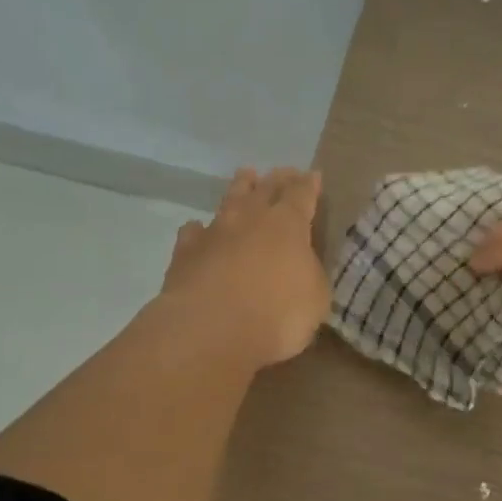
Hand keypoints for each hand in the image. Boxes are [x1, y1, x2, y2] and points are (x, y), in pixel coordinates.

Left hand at [162, 167, 329, 369]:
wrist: (211, 329)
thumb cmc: (277, 314)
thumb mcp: (315, 298)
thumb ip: (310, 274)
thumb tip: (302, 264)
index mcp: (288, 224)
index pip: (302, 195)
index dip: (309, 185)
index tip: (313, 175)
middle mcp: (251, 218)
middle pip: (266, 188)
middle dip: (278, 179)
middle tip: (283, 171)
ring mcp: (215, 231)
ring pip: (230, 200)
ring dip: (240, 187)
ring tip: (246, 175)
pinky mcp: (186, 252)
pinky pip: (194, 232)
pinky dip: (200, 229)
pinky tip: (198, 229)